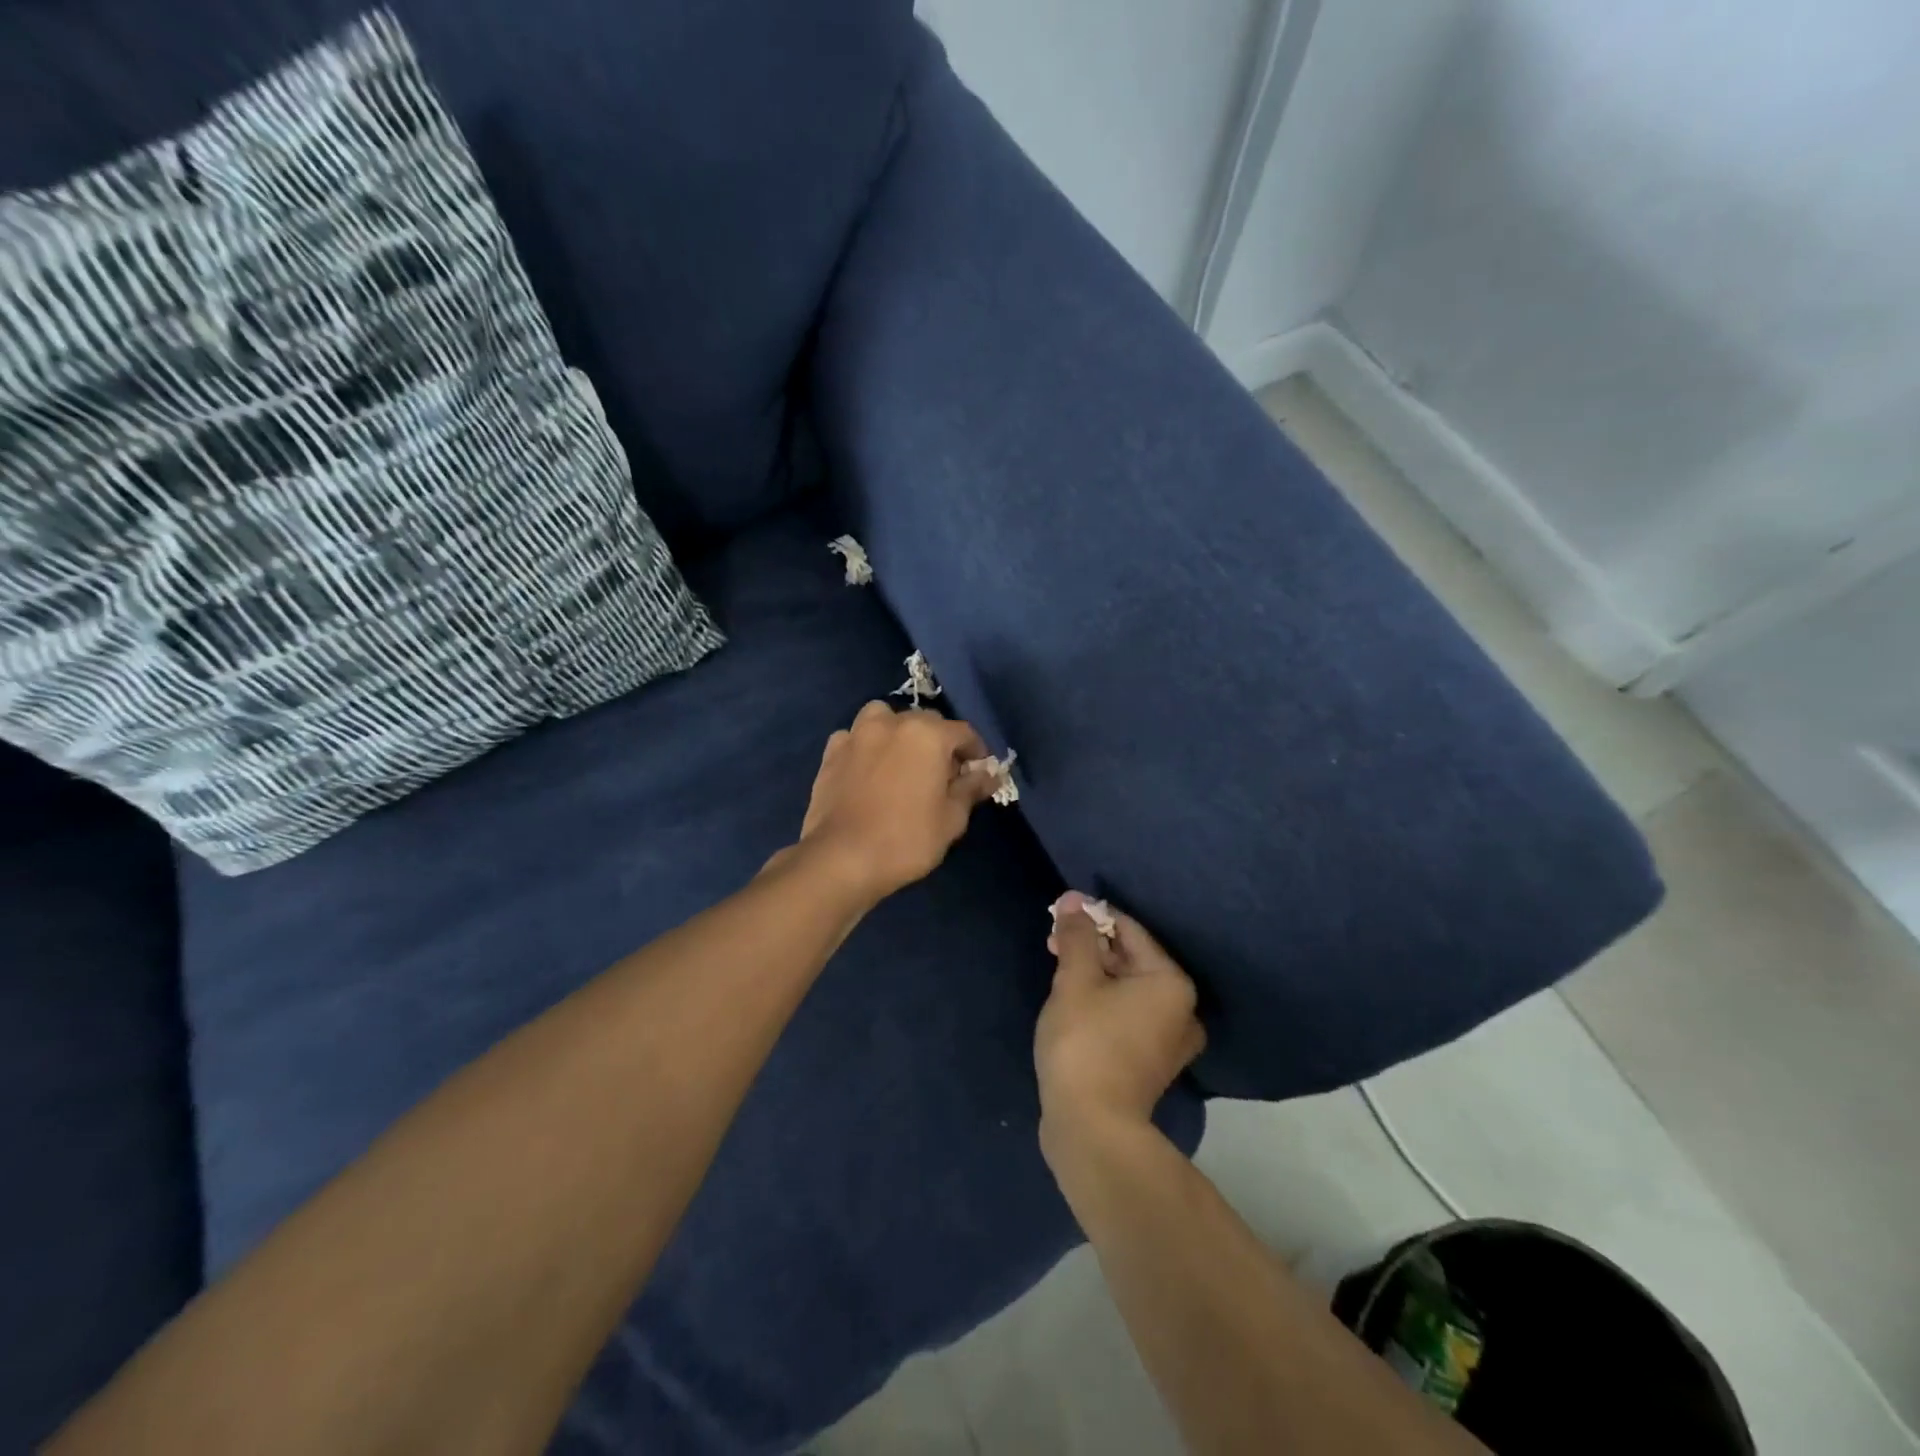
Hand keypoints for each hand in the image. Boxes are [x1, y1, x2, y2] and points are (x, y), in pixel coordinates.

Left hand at [790, 702, 998, 903]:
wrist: (842, 859)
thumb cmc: (906, 840)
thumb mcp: (952, 819)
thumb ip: (971, 788)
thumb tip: (989, 774)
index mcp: (928, 734)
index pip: (964, 732)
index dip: (976, 752)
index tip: (979, 773)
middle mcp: (892, 723)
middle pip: (925, 721)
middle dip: (939, 742)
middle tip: (943, 774)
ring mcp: (857, 734)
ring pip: (885, 718)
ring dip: (898, 732)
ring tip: (902, 761)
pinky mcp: (831, 752)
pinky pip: (855, 737)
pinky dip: (866, 745)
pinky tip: (868, 769)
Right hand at [1035, 893, 1205, 1149]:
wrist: (1091, 1128)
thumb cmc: (1086, 1043)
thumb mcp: (1075, 979)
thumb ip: (1076, 936)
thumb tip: (1073, 900)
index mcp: (1171, 983)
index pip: (1130, 931)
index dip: (1093, 916)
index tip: (1060, 912)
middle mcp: (1181, 1010)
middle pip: (1131, 959)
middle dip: (1091, 946)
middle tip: (1053, 942)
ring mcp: (1168, 1041)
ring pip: (1127, 988)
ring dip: (1094, 973)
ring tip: (1057, 968)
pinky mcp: (1150, 1063)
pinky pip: (1127, 1014)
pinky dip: (1102, 1001)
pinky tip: (1073, 1000)